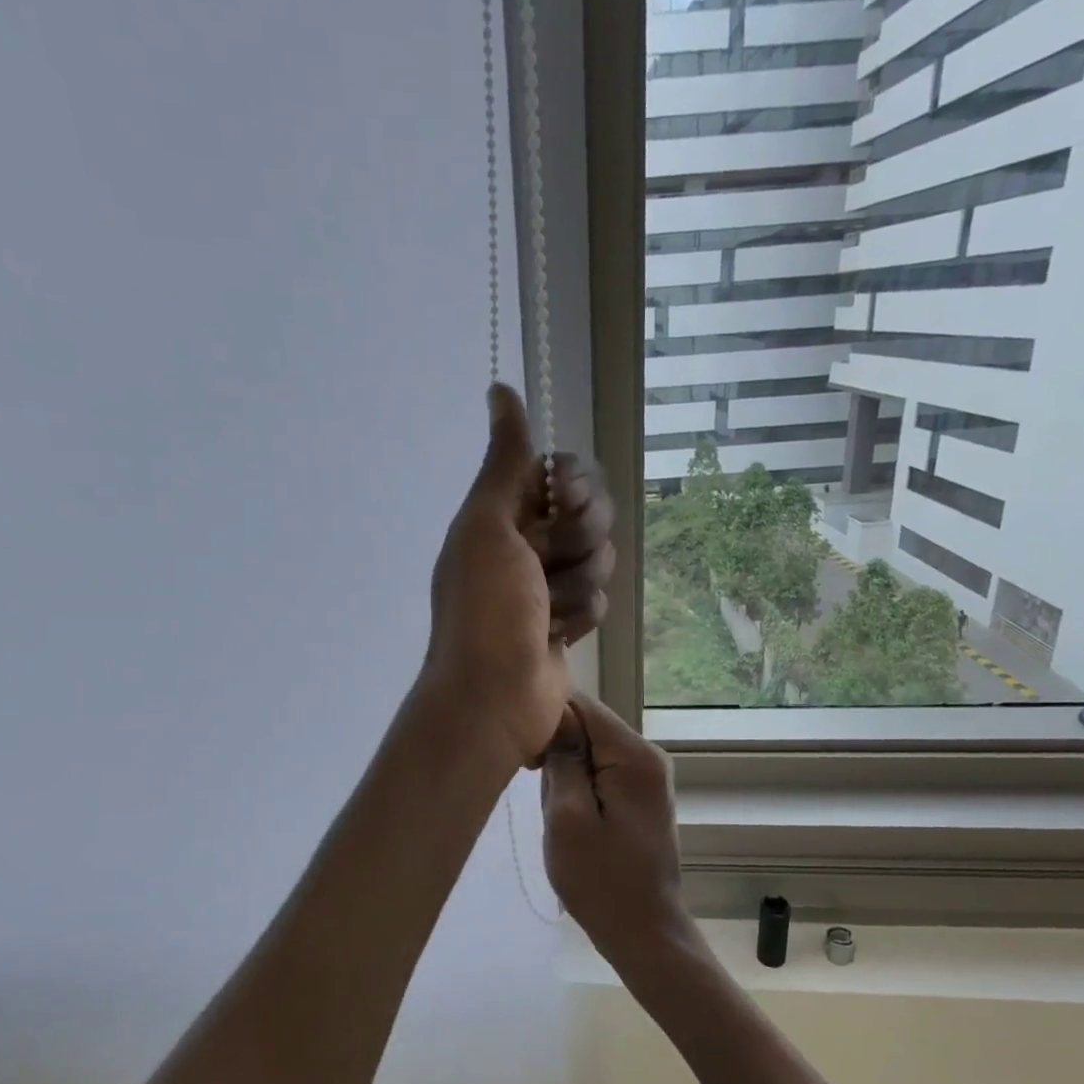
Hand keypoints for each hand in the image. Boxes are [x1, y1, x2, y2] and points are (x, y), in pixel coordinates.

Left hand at [424, 384, 614, 767]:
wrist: (494, 694)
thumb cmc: (485, 607)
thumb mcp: (488, 525)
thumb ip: (504, 461)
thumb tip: (500, 388)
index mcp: (502, 513)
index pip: (561, 471)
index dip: (573, 483)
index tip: (565, 500)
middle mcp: (526, 542)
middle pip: (589, 513)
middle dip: (577, 540)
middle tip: (546, 565)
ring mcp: (548, 583)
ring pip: (598, 558)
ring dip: (576, 586)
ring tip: (544, 612)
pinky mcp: (568, 620)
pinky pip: (598, 599)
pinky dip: (579, 617)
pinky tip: (554, 636)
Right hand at [539, 692, 695, 965]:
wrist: (644, 933)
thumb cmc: (601, 881)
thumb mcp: (567, 819)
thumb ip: (562, 760)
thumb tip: (554, 716)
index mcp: (634, 755)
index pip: (581, 704)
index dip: (545, 719)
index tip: (526, 759)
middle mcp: (647, 755)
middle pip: (585, 726)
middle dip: (557, 756)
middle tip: (550, 804)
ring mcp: (646, 776)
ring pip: (587, 752)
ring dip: (565, 778)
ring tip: (562, 820)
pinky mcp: (638, 795)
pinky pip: (598, 773)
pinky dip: (577, 791)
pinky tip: (574, 824)